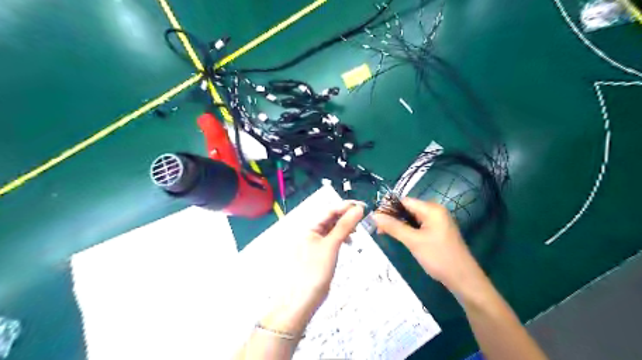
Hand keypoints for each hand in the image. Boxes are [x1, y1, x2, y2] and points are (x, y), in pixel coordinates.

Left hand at [290, 201, 362, 304]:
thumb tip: (358, 209)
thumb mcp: (331, 245)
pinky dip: (341, 237)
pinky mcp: (320, 253)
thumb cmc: (315, 270)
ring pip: (332, 229)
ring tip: (358, 230)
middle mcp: (310, 232)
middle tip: (363, 217)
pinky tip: (349, 241)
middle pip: (331, 218)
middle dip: (346, 216)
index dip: (346, 206)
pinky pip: (332, 239)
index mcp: (309, 227)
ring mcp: (315, 243)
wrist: (303, 299)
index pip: (329, 210)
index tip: (363, 206)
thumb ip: (344, 226)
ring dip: (345, 227)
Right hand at [374, 197, 483, 294]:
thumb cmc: (438, 257)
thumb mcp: (413, 241)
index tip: (375, 219)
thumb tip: (374, 215)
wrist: (463, 279)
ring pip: (412, 218)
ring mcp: (437, 221)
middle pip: (408, 208)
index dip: (388, 208)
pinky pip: (419, 225)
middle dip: (393, 217)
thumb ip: (393, 227)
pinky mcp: (437, 231)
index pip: (404, 201)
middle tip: (378, 228)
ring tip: (384, 233)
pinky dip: (408, 230)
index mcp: (432, 209)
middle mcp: (435, 211)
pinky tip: (399, 237)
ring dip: (399, 224)